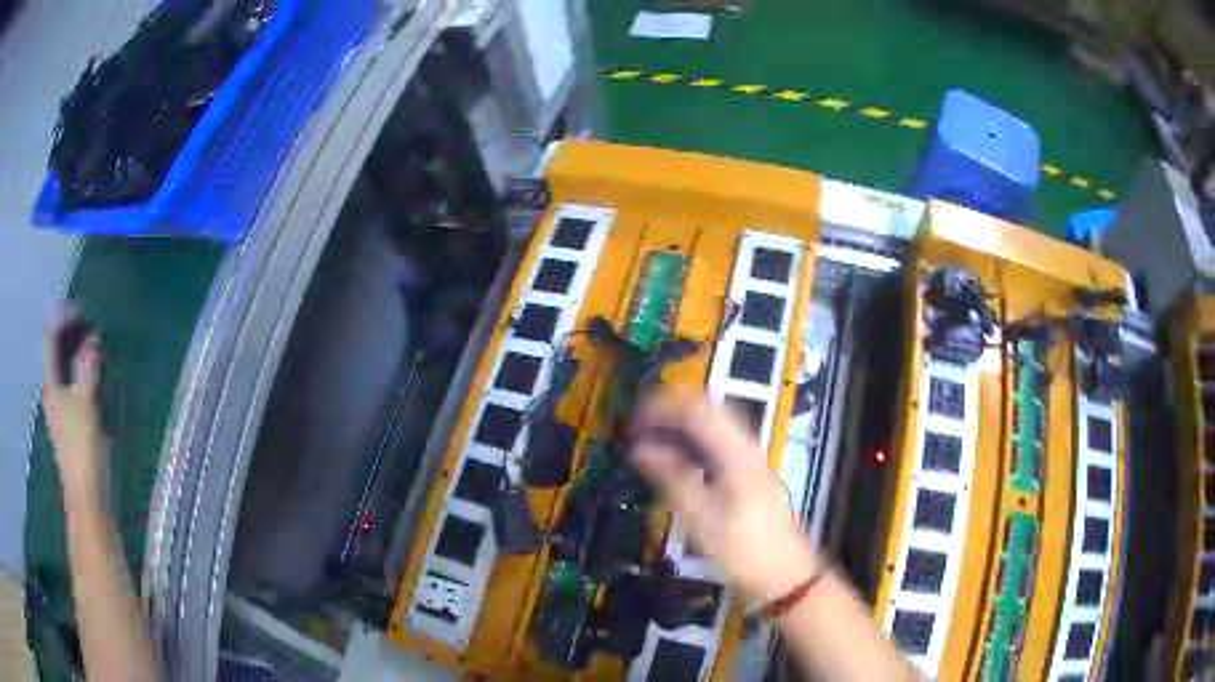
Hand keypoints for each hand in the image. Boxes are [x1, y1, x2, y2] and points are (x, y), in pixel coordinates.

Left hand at [42, 306, 105, 504]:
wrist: (87, 499)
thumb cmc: (82, 452)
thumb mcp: (85, 408)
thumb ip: (86, 372)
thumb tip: (91, 340)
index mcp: (52, 385)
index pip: (51, 341)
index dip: (61, 320)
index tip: (78, 307)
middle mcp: (53, 392)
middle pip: (56, 352)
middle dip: (67, 332)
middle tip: (84, 317)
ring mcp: (62, 409)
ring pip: (64, 368)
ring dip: (74, 350)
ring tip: (89, 338)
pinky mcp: (72, 422)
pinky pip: (72, 384)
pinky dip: (79, 370)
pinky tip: (90, 370)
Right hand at [630, 391, 818, 603]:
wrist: (785, 576)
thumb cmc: (742, 550)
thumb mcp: (701, 519)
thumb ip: (672, 478)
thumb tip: (641, 450)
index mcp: (737, 454)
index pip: (697, 410)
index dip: (663, 408)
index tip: (635, 420)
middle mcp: (748, 448)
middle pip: (709, 410)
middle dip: (673, 413)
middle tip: (642, 427)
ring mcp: (754, 460)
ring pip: (716, 427)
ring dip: (684, 428)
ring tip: (654, 442)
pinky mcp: (754, 475)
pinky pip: (722, 445)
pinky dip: (697, 444)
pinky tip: (680, 462)